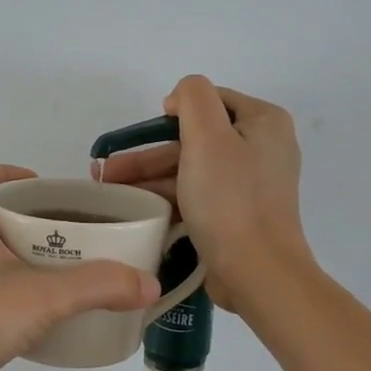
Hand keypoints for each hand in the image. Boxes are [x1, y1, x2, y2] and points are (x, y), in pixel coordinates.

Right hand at [96, 76, 311, 311]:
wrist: (256, 272)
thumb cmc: (230, 200)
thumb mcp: (208, 136)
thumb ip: (193, 98)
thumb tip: (179, 98)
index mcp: (263, 122)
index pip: (210, 101)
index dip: (173, 113)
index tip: (142, 136)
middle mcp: (261, 148)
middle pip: (194, 138)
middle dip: (147, 153)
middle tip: (107, 170)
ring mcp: (250, 184)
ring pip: (190, 169)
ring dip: (149, 176)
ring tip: (108, 190)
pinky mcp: (237, 214)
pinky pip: (196, 195)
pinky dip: (166, 197)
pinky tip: (135, 208)